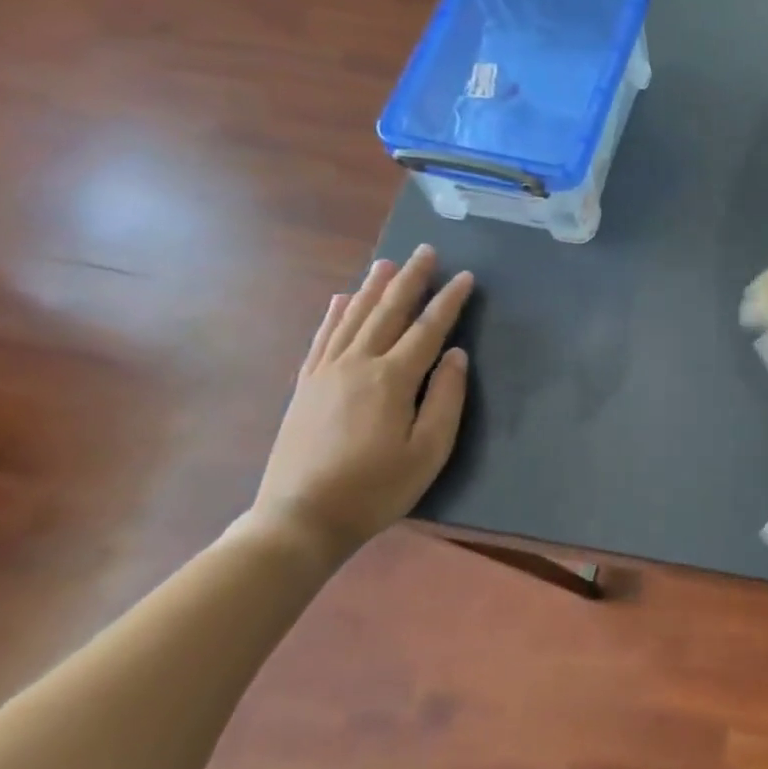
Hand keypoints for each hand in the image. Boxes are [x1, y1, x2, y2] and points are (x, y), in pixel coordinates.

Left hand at [250, 245, 474, 563]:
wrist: (301, 517)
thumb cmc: (376, 488)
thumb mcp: (428, 451)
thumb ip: (446, 399)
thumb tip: (456, 355)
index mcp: (392, 379)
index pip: (428, 329)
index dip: (449, 301)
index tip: (466, 277)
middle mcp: (358, 364)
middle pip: (388, 311)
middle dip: (410, 280)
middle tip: (426, 251)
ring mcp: (326, 372)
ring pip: (354, 317)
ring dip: (373, 287)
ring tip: (388, 263)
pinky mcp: (306, 385)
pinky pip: (323, 338)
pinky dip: (335, 314)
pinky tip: (343, 299)